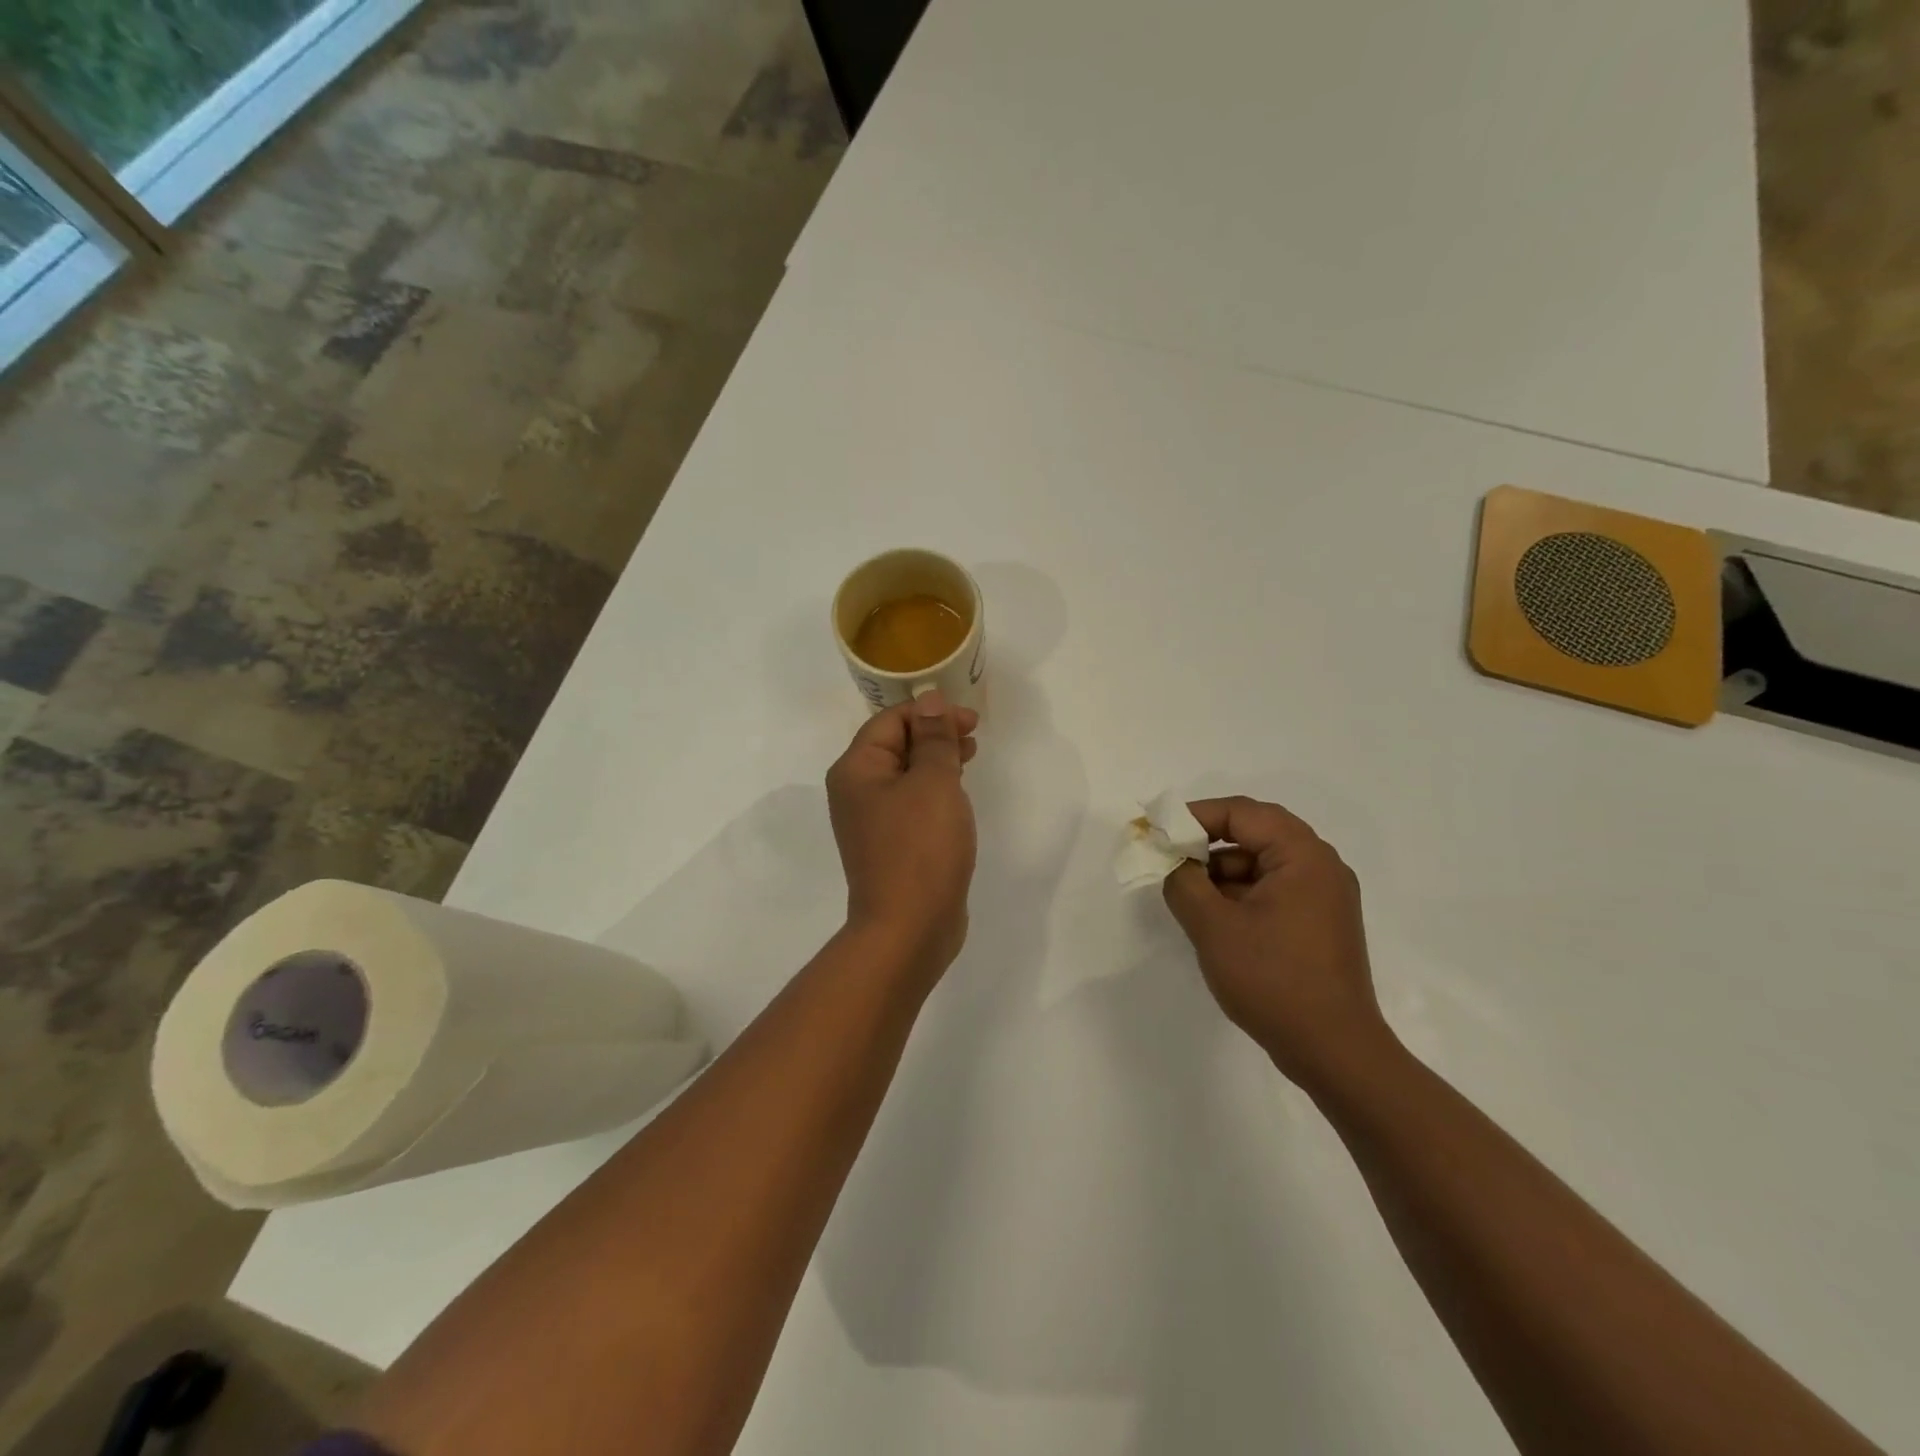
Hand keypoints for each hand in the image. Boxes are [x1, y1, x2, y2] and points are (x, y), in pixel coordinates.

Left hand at [826, 690, 979, 979]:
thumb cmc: (920, 847)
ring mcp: (872, 822)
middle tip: (974, 735)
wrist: (909, 928)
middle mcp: (856, 792)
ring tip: (971, 756)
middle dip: (934, 734)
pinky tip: (957, 794)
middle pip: (895, 745)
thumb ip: (933, 739)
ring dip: (936, 760)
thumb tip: (930, 701)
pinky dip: (934, 790)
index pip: (890, 721)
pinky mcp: (890, 846)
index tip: (971, 720)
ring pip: (905, 775)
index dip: (930, 712)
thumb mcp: (933, 782)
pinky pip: (911, 803)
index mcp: (856, 770)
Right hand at [1163, 797, 1392, 1089]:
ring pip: (1263, 863)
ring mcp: (1324, 897)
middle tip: (1169, 854)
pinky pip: (1274, 889)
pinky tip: (1214, 917)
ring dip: (1222, 870)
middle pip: (1256, 833)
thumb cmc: (1273, 979)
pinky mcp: (1320, 924)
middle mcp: (1321, 866)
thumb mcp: (1213, 926)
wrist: (1334, 1051)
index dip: (1195, 815)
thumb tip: (1172, 862)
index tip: (1158, 829)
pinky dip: (1241, 893)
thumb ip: (1183, 882)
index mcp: (1303, 856)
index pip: (1243, 813)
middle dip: (1208, 841)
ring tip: (1186, 891)